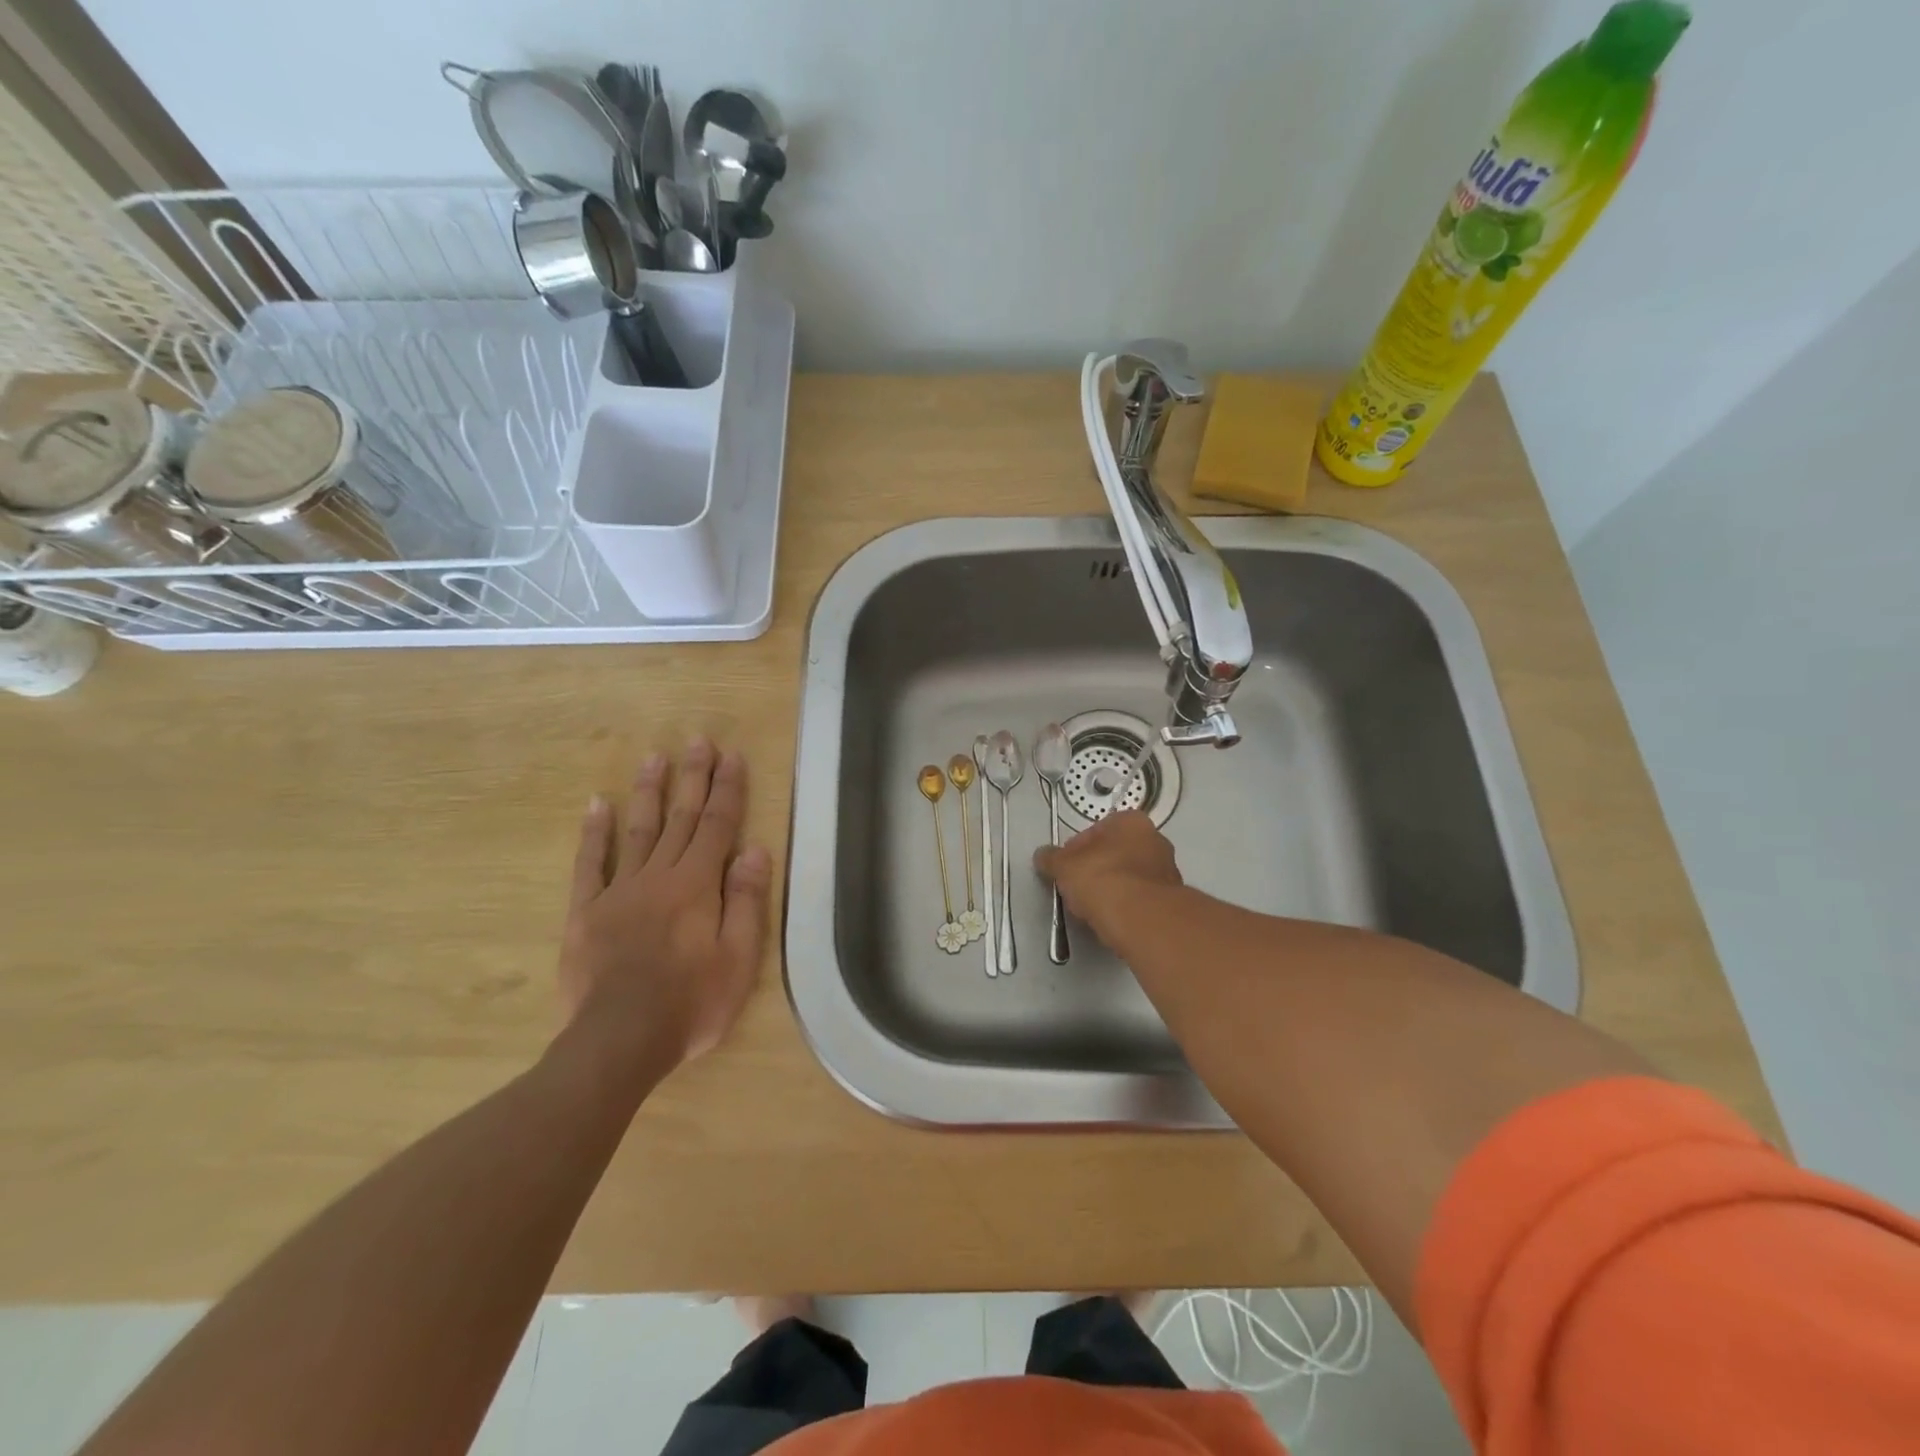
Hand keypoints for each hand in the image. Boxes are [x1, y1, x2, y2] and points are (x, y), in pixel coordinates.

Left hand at [559, 741, 772, 1074]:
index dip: (727, 789)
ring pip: (638, 830)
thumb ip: (745, 900)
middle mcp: (660, 875)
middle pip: (681, 818)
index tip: (732, 756)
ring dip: (648, 792)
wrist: (620, 1039)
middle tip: (697, 741)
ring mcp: (619, 891)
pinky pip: (590, 864)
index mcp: (698, 884)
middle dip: (692, 777)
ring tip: (654, 758)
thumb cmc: (692, 1001)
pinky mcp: (586, 912)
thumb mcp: (739, 957)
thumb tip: (754, 849)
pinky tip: (596, 805)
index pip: (718, 825)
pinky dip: (594, 834)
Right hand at [1033, 810, 1181, 940]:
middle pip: (1114, 854)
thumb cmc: (1101, 879)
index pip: (1095, 832)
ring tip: (1094, 910)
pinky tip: (1113, 921)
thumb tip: (1042, 855)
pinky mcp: (1172, 900)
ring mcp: (1167, 870)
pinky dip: (1127, 908)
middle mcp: (1155, 839)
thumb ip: (1050, 858)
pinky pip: (1140, 900)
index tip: (1065, 871)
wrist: (1141, 919)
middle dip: (1096, 870)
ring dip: (1113, 890)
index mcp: (1131, 821)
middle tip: (1078, 890)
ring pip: (1129, 878)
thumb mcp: (1063, 866)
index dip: (1075, 852)